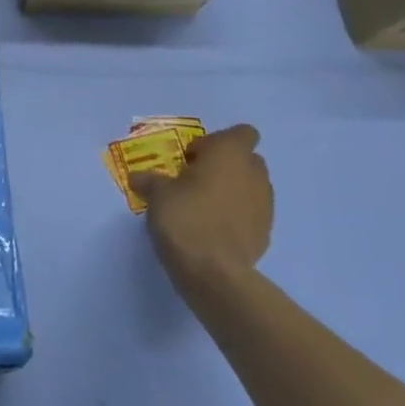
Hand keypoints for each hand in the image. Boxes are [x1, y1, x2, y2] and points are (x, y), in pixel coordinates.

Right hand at [132, 124, 272, 299]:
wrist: (214, 272)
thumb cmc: (185, 218)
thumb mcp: (156, 194)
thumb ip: (150, 181)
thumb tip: (138, 177)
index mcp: (230, 155)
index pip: (242, 133)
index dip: (216, 142)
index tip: (192, 158)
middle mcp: (254, 174)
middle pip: (246, 159)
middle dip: (223, 166)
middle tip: (194, 181)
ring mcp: (265, 204)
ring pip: (250, 186)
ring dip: (231, 190)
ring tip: (202, 207)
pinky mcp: (266, 232)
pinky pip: (250, 213)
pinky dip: (236, 216)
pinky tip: (212, 230)